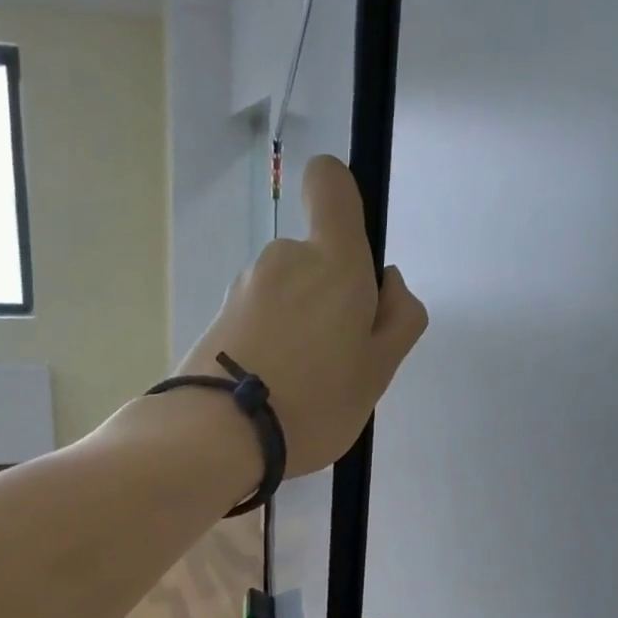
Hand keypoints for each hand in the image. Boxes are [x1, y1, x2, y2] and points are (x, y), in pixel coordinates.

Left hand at [178, 156, 427, 475]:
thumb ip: (400, 318)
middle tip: (337, 359)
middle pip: (315, 256)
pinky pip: (259, 318)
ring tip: (300, 384)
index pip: (329, 181)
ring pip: (287, 292)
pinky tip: (271, 389)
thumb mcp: (380, 370)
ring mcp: (244, 287)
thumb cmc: (315, 402)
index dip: (342, 200)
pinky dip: (270, 342)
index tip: (352, 255)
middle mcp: (284, 258)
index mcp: (332, 260)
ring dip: (299, 323)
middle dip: (331, 296)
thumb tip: (389, 282)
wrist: (217, 436)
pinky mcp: (217, 317)